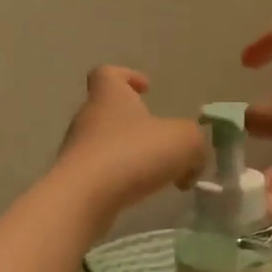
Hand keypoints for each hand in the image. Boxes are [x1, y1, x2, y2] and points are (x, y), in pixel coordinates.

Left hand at [58, 67, 205, 216]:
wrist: (83, 198)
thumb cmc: (133, 153)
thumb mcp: (185, 141)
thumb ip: (196, 143)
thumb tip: (192, 161)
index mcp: (110, 96)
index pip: (108, 73)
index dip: (127, 76)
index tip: (146, 88)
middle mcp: (88, 118)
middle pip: (111, 111)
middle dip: (138, 124)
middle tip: (165, 142)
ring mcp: (78, 150)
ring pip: (107, 144)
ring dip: (132, 154)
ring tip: (159, 173)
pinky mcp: (74, 181)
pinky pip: (102, 173)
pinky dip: (122, 179)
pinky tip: (141, 193)